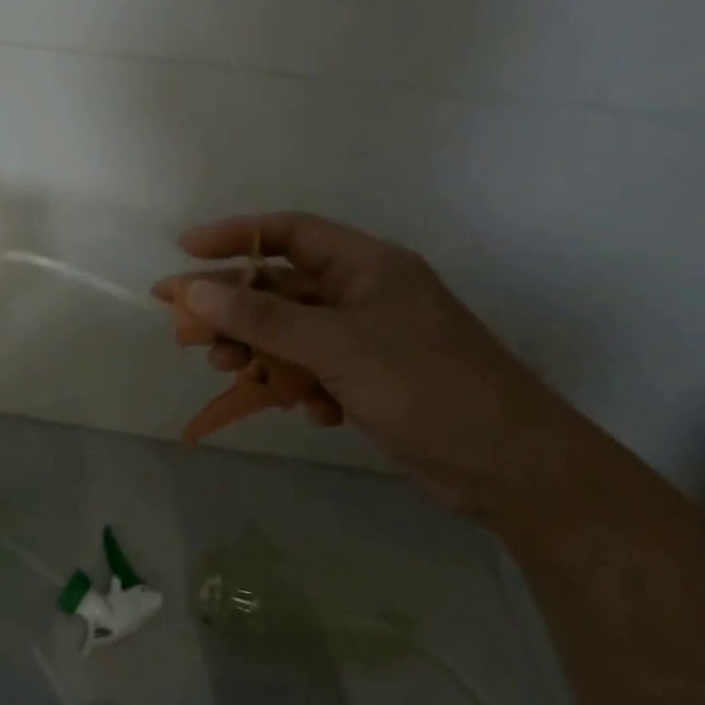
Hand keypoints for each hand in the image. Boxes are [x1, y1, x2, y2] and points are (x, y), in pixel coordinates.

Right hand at [159, 212, 595, 522]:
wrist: (518, 472)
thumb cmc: (427, 386)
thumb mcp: (336, 346)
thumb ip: (261, 317)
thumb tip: (192, 291)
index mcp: (367, 265)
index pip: (289, 232)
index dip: (234, 236)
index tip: (185, 251)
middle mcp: (364, 294)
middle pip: (280, 286)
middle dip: (234, 307)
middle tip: (188, 330)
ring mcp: (368, 339)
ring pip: (290, 331)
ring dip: (258, 349)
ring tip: (230, 370)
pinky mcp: (371, 380)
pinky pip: (313, 368)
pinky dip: (298, 384)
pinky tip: (306, 410)